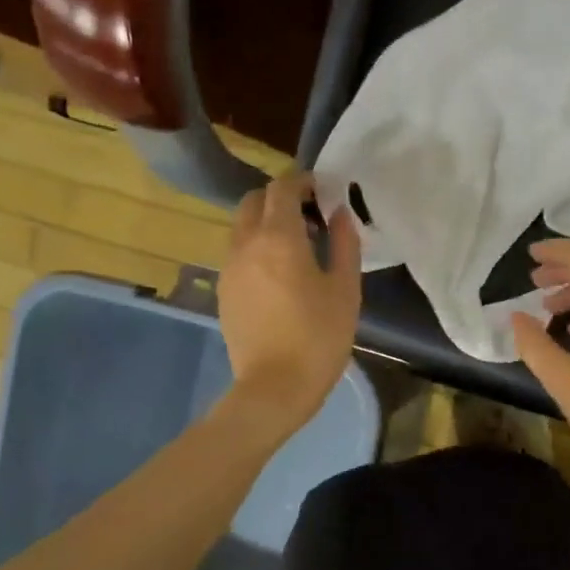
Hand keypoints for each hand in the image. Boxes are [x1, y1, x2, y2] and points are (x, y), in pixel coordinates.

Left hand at [218, 170, 361, 436]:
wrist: (274, 387)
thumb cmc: (319, 337)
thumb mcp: (345, 290)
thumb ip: (344, 245)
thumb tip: (340, 214)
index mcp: (279, 237)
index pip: (282, 188)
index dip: (303, 182)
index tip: (323, 190)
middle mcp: (246, 244)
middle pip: (255, 202)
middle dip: (281, 199)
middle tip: (311, 217)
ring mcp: (229, 268)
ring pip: (243, 227)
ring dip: (267, 224)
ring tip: (298, 248)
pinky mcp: (224, 291)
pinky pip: (239, 254)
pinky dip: (257, 249)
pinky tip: (280, 276)